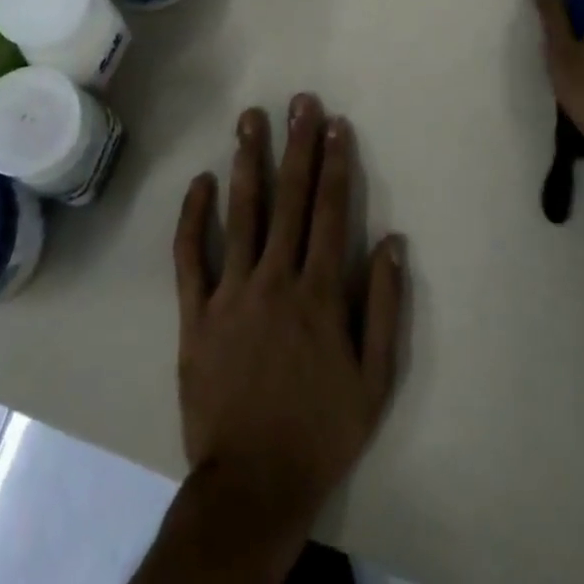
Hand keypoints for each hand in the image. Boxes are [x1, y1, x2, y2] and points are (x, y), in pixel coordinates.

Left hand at [169, 94, 405, 557]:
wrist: (254, 482)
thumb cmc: (321, 429)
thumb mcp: (374, 381)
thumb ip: (385, 308)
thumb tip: (393, 242)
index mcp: (320, 293)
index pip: (331, 212)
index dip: (335, 164)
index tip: (335, 124)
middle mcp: (276, 279)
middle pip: (290, 199)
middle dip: (297, 146)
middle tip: (299, 101)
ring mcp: (231, 291)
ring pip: (241, 212)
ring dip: (248, 161)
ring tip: (250, 118)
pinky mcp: (195, 311)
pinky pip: (190, 255)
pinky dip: (194, 216)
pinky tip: (201, 180)